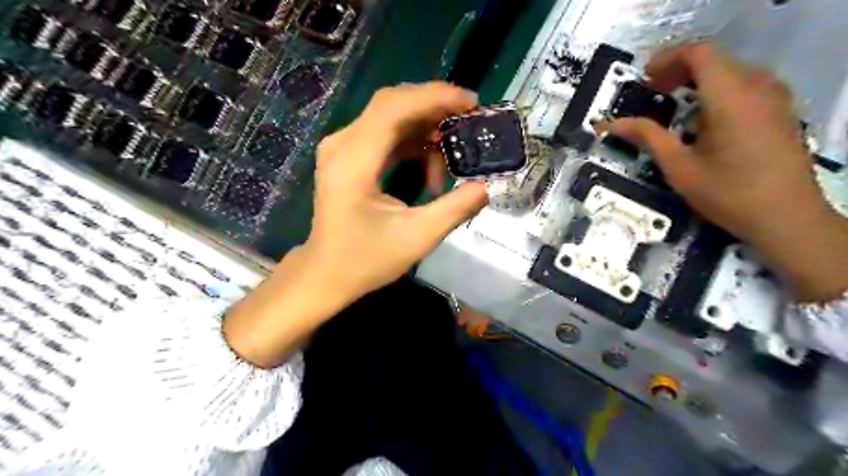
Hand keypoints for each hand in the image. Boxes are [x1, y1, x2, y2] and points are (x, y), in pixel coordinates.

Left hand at [223, 82, 491, 366]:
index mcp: (354, 162)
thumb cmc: (366, 260)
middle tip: (469, 122)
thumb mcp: (417, 238)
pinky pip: (384, 133)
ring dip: (425, 129)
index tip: (472, 104)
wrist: (326, 273)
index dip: (435, 97)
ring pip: (390, 116)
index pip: (394, 107)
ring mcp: (342, 148)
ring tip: (451, 155)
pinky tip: (429, 165)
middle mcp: (342, 144)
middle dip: (434, 107)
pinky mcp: (347, 156)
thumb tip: (485, 186)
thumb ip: (455, 208)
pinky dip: (412, 142)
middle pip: (392, 104)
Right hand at [611, 41, 846, 301]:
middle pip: (715, 59)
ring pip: (731, 70)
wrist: (785, 217)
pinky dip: (718, 90)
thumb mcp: (679, 167)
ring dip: (699, 79)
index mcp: (731, 98)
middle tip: (653, 91)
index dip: (668, 58)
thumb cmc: (727, 193)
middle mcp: (758, 87)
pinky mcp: (780, 110)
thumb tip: (611, 124)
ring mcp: (775, 97)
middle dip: (679, 69)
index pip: (700, 53)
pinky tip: (704, 118)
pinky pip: (746, 84)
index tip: (644, 78)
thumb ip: (647, 137)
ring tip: (675, 103)